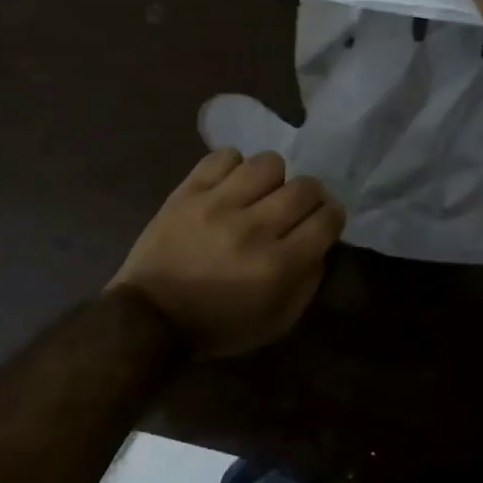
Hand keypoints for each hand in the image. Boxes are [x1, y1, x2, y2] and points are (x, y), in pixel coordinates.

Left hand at [108, 149, 345, 357]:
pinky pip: (224, 157)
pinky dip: (233, 168)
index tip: (324, 221)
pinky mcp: (188, 191)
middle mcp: (253, 228)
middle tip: (296, 207)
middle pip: (305, 187)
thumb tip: (322, 243)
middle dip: (310, 196)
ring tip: (261, 193)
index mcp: (278, 265)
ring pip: (268, 163)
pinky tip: (230, 187)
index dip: (333, 217)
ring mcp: (218, 204)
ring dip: (273, 178)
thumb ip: (308, 282)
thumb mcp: (276, 323)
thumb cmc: (217, 326)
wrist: (149, 317)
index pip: (327, 219)